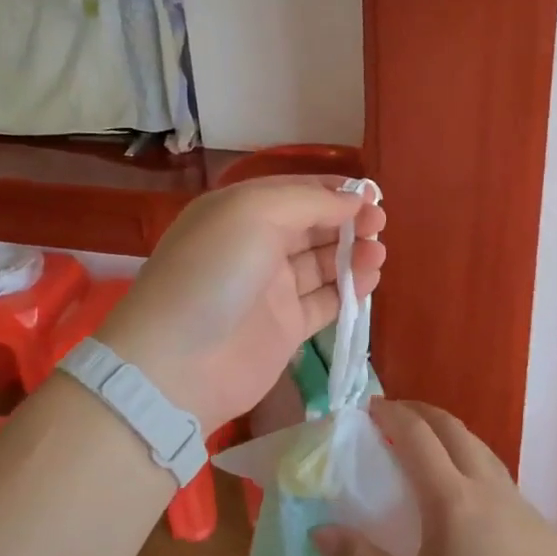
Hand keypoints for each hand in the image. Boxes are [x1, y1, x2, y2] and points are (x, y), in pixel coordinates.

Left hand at [98, 176, 385, 430]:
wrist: (177, 364)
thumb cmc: (214, 272)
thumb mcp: (255, 213)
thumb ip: (310, 201)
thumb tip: (354, 200)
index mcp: (241, 211)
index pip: (297, 191)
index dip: (334, 191)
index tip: (371, 196)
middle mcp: (256, 246)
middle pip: (313, 226)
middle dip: (348, 221)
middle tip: (379, 225)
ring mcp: (271, 289)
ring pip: (323, 263)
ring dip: (354, 254)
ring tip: (378, 253)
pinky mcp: (286, 328)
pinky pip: (326, 301)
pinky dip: (350, 289)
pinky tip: (370, 280)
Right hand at [312, 400, 556, 555]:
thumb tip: (320, 532)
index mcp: (449, 497)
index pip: (416, 436)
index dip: (391, 415)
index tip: (369, 407)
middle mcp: (484, 485)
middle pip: (452, 428)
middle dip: (420, 412)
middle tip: (394, 415)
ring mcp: (514, 500)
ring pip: (478, 446)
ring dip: (449, 433)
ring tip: (429, 446)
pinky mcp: (534, 520)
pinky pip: (495, 472)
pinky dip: (471, 459)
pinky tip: (467, 493)